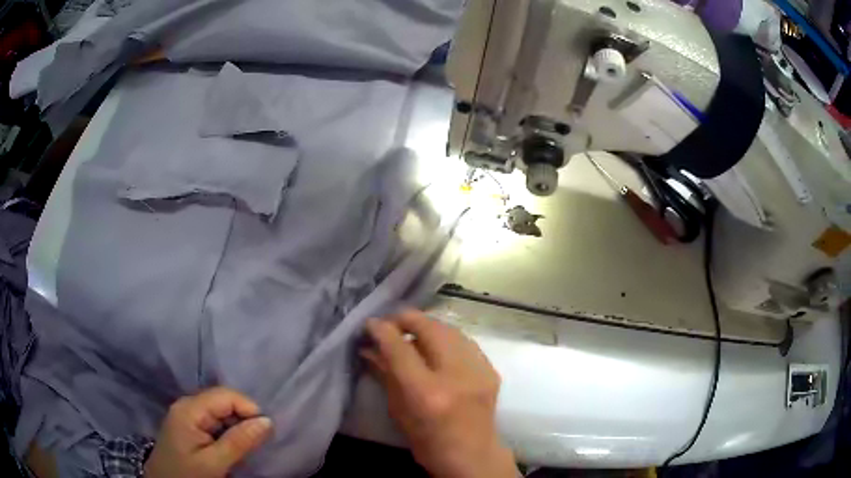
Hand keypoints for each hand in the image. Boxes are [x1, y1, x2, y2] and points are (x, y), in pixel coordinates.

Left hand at [145, 387, 271, 477]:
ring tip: (245, 447)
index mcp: (189, 409)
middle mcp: (187, 405)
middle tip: (256, 443)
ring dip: (237, 427)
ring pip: (221, 411)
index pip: (225, 395)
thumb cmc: (187, 474)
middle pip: (223, 401)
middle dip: (243, 419)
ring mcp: (187, 414)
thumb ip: (238, 442)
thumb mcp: (214, 463)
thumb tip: (267, 421)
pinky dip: (228, 432)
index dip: (248, 409)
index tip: (265, 432)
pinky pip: (215, 421)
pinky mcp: (190, 425)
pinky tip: (231, 447)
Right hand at [363, 309, 517, 477]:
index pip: (400, 348)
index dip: (381, 330)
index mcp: (427, 393)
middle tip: (391, 324)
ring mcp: (478, 371)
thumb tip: (368, 348)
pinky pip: (465, 341)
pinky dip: (447, 338)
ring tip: (412, 333)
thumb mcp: (399, 412)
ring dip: (427, 326)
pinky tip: (437, 347)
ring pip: (450, 329)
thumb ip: (385, 375)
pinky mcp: (491, 370)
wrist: (473, 457)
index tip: (370, 324)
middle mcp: (456, 376)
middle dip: (406, 319)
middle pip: (430, 328)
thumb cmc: (428, 442)